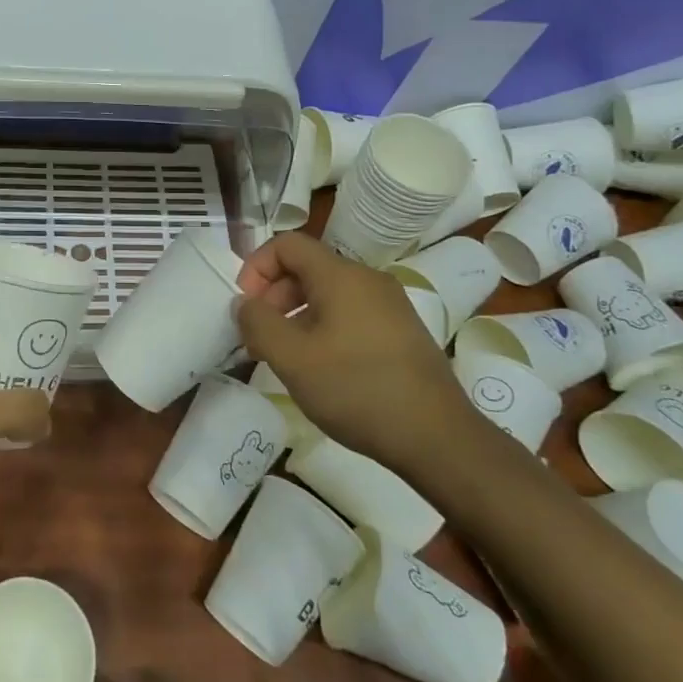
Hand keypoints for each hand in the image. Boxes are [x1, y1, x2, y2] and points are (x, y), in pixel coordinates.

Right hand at [235, 231, 464, 465]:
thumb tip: (245, 304)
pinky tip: (322, 368)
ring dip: (297, 315)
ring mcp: (390, 305)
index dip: (256, 267)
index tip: (246, 306)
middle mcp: (368, 279)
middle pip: (308, 268)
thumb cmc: (356, 389)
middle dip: (274, 295)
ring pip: (329, 293)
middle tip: (260, 337)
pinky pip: (351, 313)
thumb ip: (258, 324)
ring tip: (286, 356)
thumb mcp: (292, 359)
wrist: (437, 437)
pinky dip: (325, 328)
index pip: (287, 244)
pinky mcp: (402, 331)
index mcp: (341, 276)